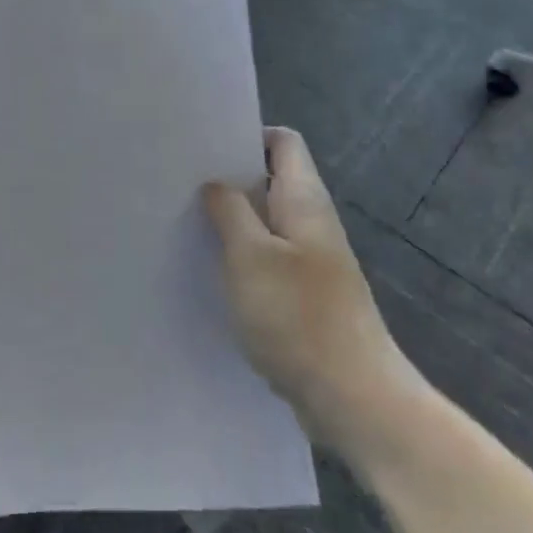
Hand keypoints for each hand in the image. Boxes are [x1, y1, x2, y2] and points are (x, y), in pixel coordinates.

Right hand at [203, 128, 423, 444]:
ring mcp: (308, 260)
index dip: (247, 135)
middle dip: (228, 178)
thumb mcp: (251, 255)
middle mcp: (310, 222)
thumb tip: (216, 184)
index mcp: (304, 200)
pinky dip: (239, 257)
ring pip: (264, 222)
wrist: (353, 397)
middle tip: (180, 181)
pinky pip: (265, 259)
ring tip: (182, 220)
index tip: (204, 145)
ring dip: (229, 220)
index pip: (283, 142)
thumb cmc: (298, 316)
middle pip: (269, 180)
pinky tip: (207, 269)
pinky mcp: (302, 295)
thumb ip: (230, 211)